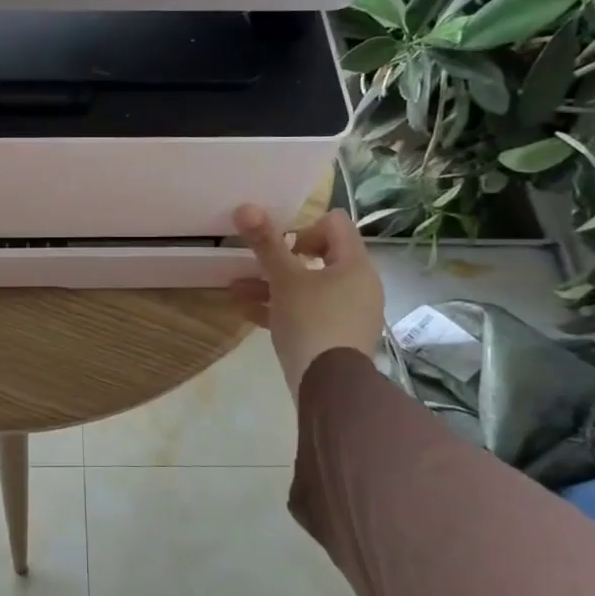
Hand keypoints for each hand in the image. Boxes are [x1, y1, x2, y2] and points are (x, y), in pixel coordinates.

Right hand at [228, 205, 385, 399]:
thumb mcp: (284, 280)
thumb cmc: (312, 322)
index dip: (303, 226)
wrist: (331, 388)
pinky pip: (308, 312)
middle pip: (320, 256)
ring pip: (308, 287)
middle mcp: (359, 285)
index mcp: (354, 264)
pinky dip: (281, 308)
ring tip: (235, 288)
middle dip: (281, 259)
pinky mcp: (337, 337)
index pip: (334, 224)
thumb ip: (266, 243)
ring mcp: (350, 313)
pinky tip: (245, 311)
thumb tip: (246, 207)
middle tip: (256, 264)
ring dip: (272, 285)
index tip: (278, 244)